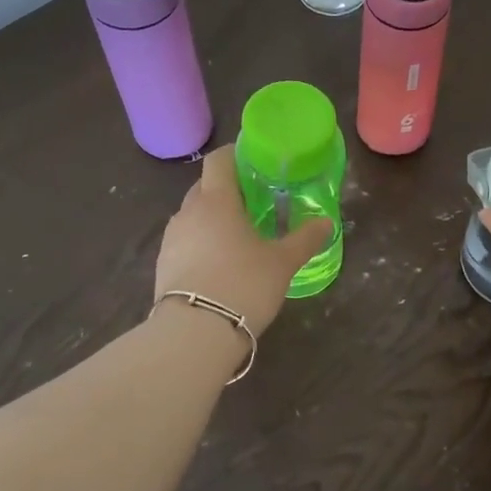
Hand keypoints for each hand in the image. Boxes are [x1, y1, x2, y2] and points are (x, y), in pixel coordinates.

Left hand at [153, 145, 329, 332]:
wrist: (194, 334)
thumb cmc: (244, 284)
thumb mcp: (283, 262)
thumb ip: (305, 239)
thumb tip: (327, 222)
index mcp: (216, 200)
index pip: (218, 160)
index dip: (235, 155)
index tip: (254, 161)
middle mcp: (188, 212)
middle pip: (205, 186)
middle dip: (227, 189)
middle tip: (255, 201)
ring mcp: (171, 240)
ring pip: (193, 215)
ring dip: (213, 218)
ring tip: (239, 235)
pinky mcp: (163, 266)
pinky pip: (186, 241)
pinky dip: (202, 242)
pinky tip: (221, 263)